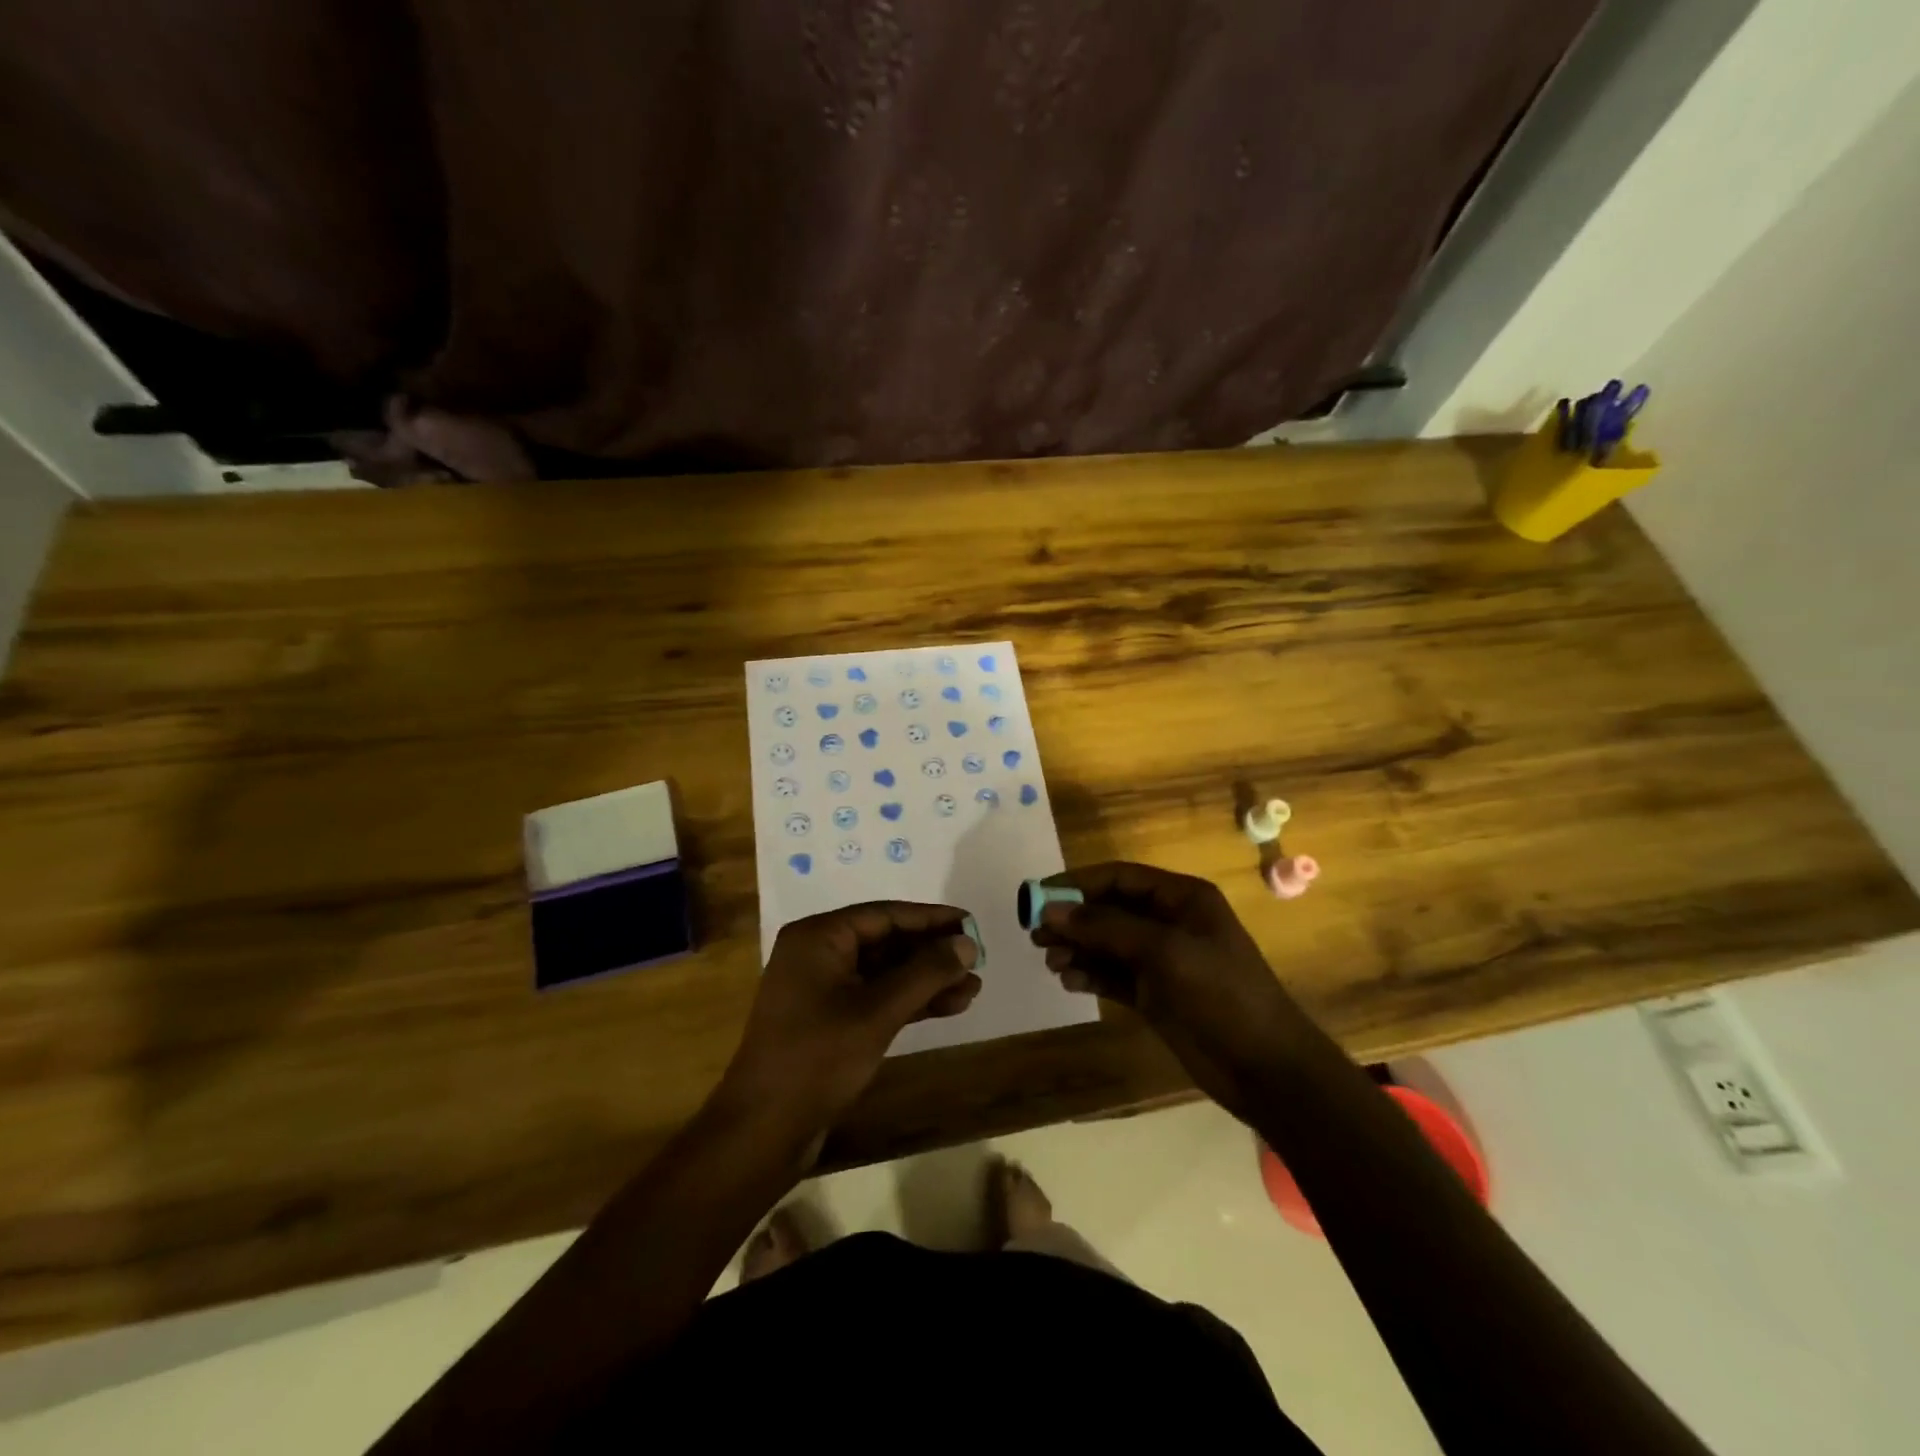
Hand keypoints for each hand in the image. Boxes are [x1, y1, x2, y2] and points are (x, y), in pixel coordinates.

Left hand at [718, 902, 981, 1143]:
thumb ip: (925, 973)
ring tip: (973, 987)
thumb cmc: (817, 1058)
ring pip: (885, 973)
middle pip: (886, 941)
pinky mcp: (829, 1020)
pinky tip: (950, 1006)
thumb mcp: (877, 1011)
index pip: (885, 914)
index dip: (931, 919)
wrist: (763, 1130)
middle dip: (932, 952)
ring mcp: (822, 989)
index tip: (971, 923)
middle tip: (977, 958)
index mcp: (819, 937)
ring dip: (927, 980)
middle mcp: (818, 954)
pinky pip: (876, 997)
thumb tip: (967, 944)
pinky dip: (910, 1001)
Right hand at [1031, 863, 1306, 1120]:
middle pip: (1109, 910)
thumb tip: (1051, 910)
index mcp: (1181, 898)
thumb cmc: (1221, 995)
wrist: (1266, 1068)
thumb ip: (1106, 928)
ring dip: (1077, 948)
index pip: (1120, 877)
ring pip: (1107, 944)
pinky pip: (1112, 975)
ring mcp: (1161, 960)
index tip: (1038, 897)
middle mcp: (1169, 922)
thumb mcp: (1164, 952)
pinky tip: (1068, 981)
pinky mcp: (1154, 994)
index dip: (1077, 884)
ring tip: (1051, 962)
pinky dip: (1089, 974)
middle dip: (1073, 919)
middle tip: (1035, 935)